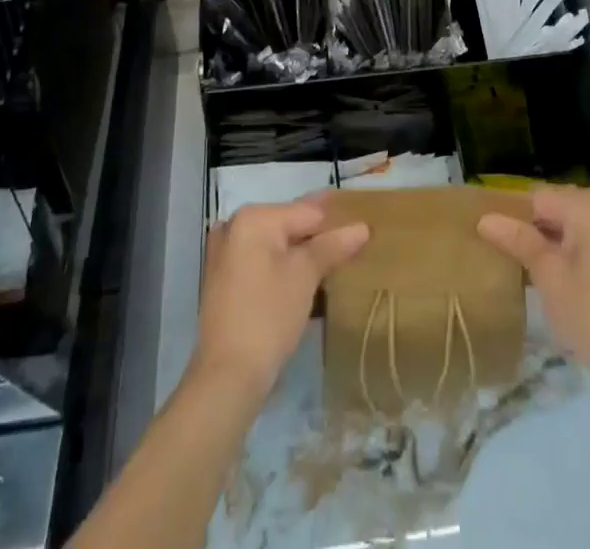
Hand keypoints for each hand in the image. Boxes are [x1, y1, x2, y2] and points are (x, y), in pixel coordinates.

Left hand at [192, 200, 369, 400]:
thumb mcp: (305, 276)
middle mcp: (235, 226)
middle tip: (353, 245)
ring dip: (303, 252)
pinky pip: (263, 261)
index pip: (307, 211)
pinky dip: (284, 267)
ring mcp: (226, 254)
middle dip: (319, 236)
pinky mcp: (225, 281)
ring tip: (336, 262)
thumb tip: (362, 227)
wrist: (226, 378)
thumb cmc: (268, 316)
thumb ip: (333, 246)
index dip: (337, 221)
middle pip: (290, 224)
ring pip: (276, 244)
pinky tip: (306, 279)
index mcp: (253, 217)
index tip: (364, 229)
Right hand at [478, 187, 589, 392]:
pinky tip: (564, 271)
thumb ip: (518, 239)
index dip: (517, 217)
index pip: (540, 198)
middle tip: (517, 258)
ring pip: (577, 219)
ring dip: (556, 237)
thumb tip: (484, 219)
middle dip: (538, 227)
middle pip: (560, 204)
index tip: (501, 242)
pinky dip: (577, 244)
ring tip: (536, 266)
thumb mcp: (548, 275)